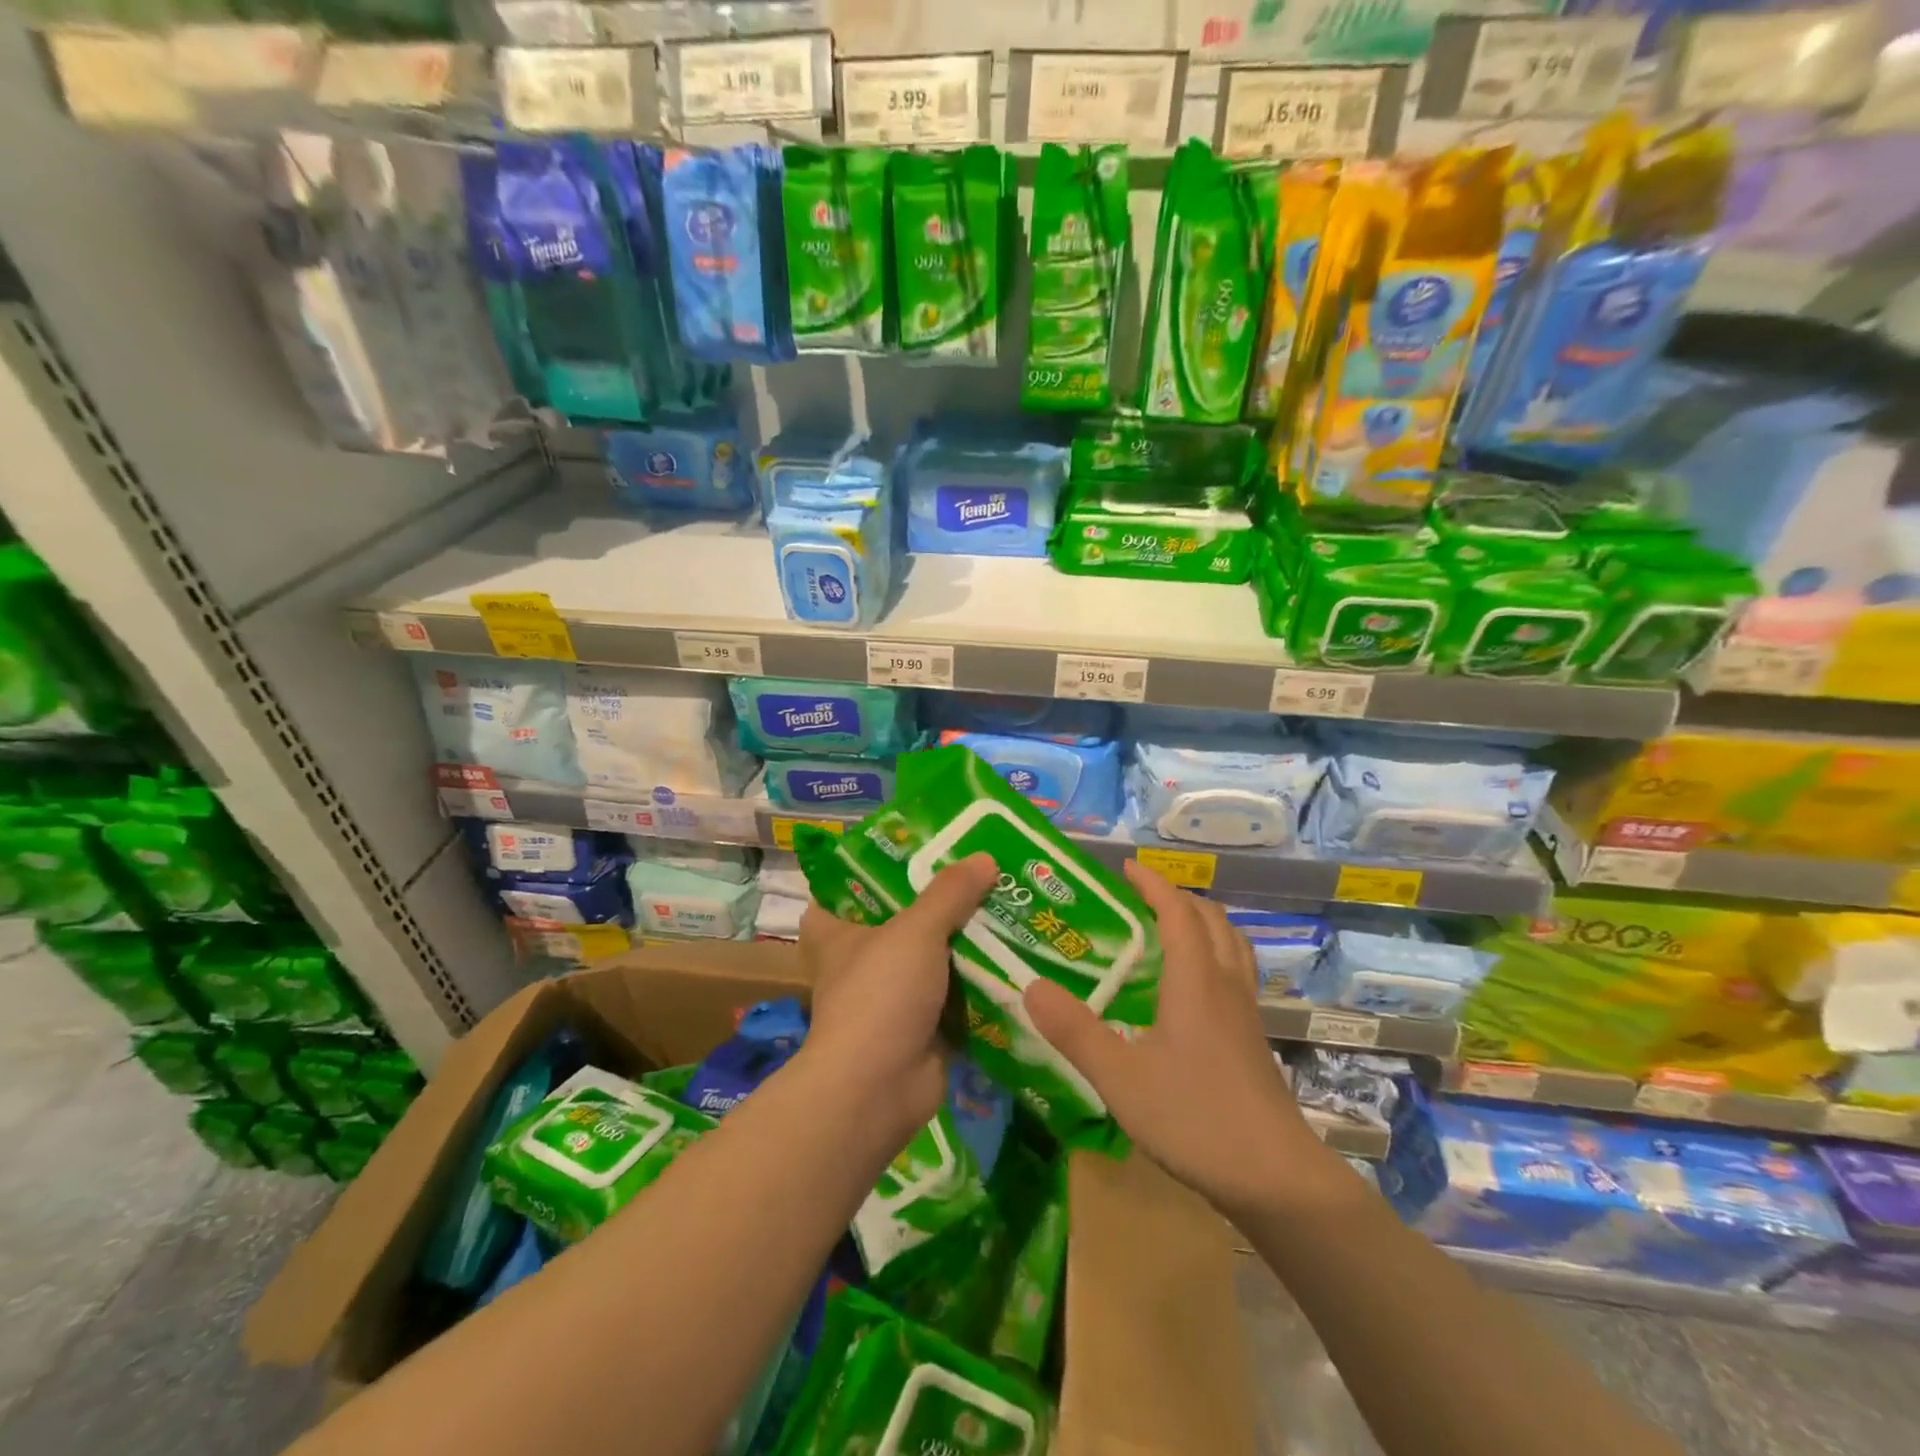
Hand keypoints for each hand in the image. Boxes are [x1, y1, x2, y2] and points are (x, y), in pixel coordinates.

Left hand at [797, 853, 997, 1141]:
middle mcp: (860, 962)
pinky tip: (1014, 959)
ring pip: (932, 959)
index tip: (912, 852)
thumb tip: (984, 857)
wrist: (878, 1089)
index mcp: (836, 933)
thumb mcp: (915, 930)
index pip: (843, 891)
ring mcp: (892, 997)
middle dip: (938, 904)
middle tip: (979, 874)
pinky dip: (979, 984)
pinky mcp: (921, 1028)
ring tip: (1006, 908)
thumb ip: (949, 893)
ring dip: (964, 944)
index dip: (872, 871)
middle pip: (901, 921)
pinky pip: (955, 997)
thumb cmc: (880, 994)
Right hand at [1022, 861, 1329, 1218]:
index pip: (1177, 911)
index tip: (1125, 868)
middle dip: (1176, 897)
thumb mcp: (1120, 1077)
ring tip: (1169, 927)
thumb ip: (1074, 1031)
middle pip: (1210, 919)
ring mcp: (1246, 1012)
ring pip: (1231, 943)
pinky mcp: (1253, 1038)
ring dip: (1202, 921)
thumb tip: (1030, 987)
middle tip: (1139, 897)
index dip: (1152, 884)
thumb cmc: (1195, 1118)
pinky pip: (1237, 971)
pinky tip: (1193, 986)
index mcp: (1195, 979)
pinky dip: (1215, 953)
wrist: (1276, 1178)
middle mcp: (1225, 984)